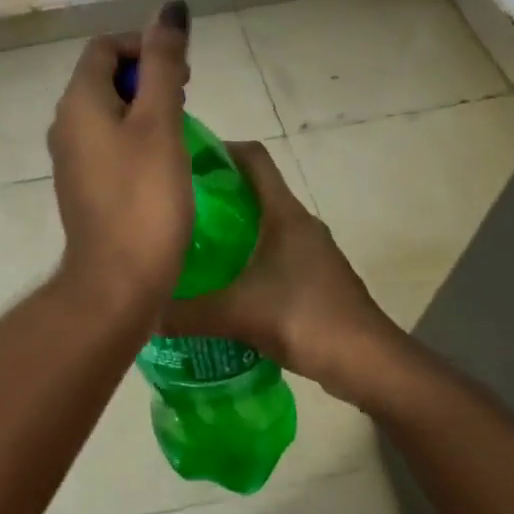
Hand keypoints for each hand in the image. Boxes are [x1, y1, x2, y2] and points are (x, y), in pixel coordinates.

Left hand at [46, 1, 194, 318]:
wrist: (117, 281)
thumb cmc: (144, 198)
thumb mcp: (160, 122)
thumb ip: (164, 63)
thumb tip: (169, 9)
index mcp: (78, 102)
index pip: (104, 47)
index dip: (143, 45)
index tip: (180, 70)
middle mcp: (65, 124)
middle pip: (103, 76)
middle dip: (146, 74)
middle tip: (187, 92)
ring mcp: (71, 158)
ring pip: (107, 111)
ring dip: (143, 105)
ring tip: (181, 123)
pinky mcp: (83, 186)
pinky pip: (107, 142)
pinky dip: (134, 136)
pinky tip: (163, 158)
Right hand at [158, 141, 404, 408]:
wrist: (369, 363)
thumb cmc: (306, 319)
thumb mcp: (238, 315)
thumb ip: (188, 314)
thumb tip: (143, 314)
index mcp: (285, 214)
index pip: (254, 158)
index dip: (221, 149)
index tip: (184, 160)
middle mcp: (299, 223)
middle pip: (254, 190)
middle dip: (215, 194)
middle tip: (174, 209)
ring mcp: (310, 251)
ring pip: (263, 225)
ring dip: (230, 229)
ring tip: (189, 245)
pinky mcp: (313, 278)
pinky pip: (271, 253)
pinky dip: (245, 258)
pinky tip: (221, 283)